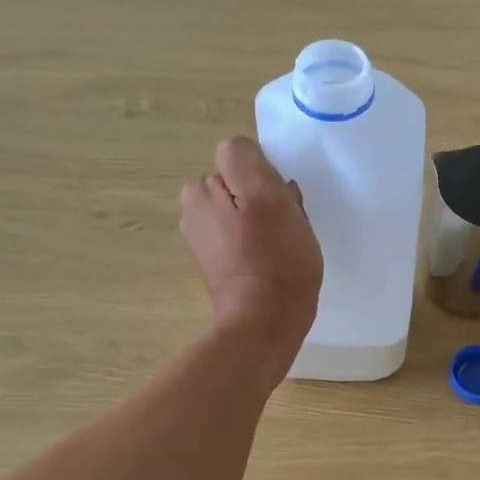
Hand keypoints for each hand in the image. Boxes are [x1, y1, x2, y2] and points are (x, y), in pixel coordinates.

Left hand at [180, 137, 321, 352]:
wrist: (265, 323)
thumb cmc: (273, 258)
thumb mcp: (265, 194)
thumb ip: (246, 159)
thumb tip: (248, 156)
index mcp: (199, 189)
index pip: (243, 158)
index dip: (267, 176)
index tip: (281, 202)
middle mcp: (194, 209)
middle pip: (243, 183)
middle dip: (266, 197)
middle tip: (285, 225)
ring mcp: (205, 239)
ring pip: (248, 209)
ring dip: (268, 220)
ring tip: (283, 245)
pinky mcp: (220, 263)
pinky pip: (247, 236)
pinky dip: (262, 242)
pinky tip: (275, 261)